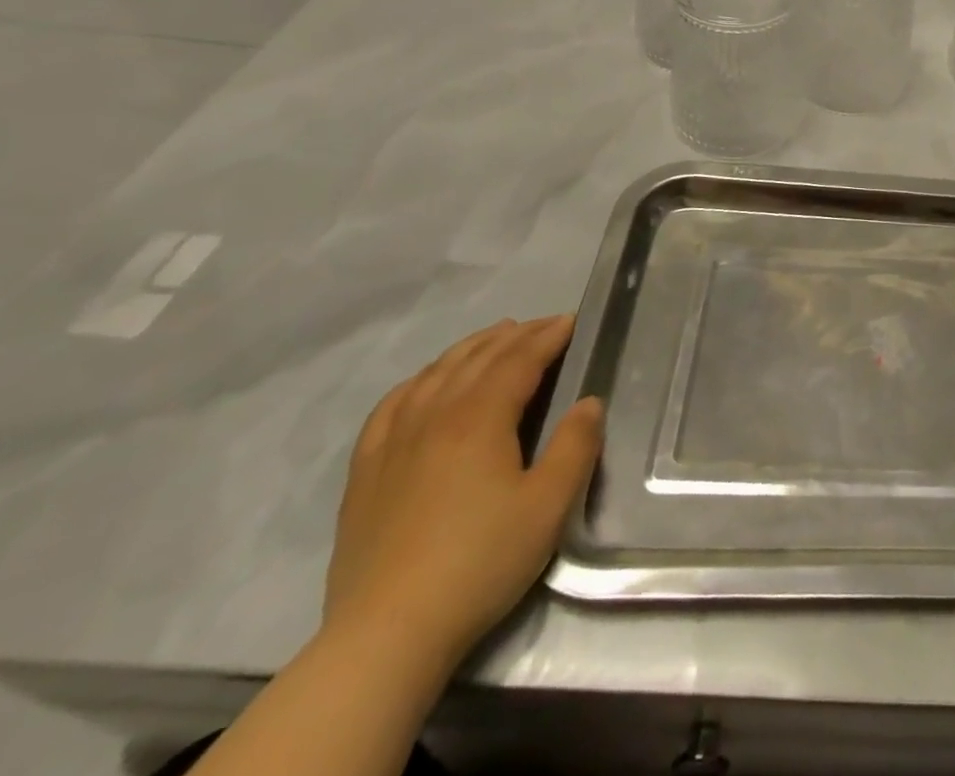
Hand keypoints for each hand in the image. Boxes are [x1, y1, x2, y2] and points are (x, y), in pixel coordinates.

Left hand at [323, 316, 603, 672]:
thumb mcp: (549, 506)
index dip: (548, 336)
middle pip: (477, 359)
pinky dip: (418, 381)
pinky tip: (425, 383)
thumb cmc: (479, 562)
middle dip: (515, 335)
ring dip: (470, 349)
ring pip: (434, 374)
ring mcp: (393, 443)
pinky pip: (391, 406)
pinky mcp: (366, 473)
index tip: (571, 321)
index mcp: (479, 418)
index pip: (519, 360)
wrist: (386, 635)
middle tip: (543, 325)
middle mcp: (434, 416)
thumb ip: (575, 446)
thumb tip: (588, 404)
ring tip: (494, 338)